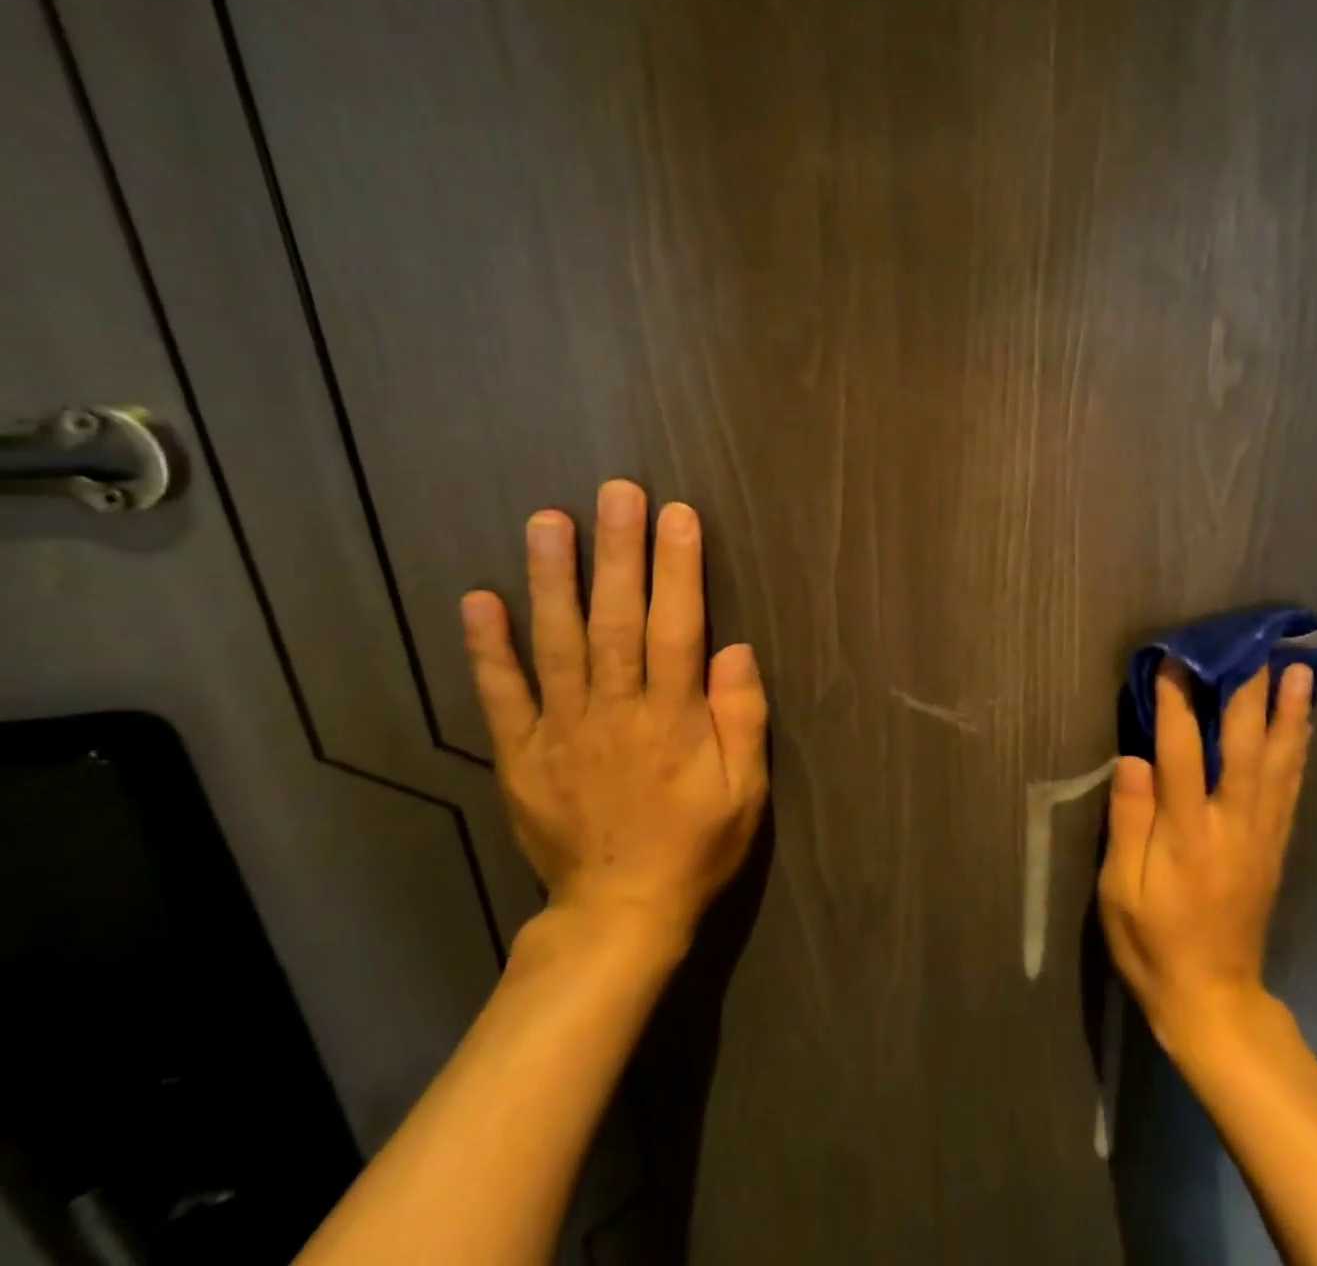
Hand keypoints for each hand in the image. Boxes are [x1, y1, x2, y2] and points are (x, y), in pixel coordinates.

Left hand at [459, 480, 768, 953]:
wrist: (618, 916)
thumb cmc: (696, 847)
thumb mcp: (745, 793)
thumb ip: (741, 719)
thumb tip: (735, 650)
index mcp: (672, 722)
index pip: (677, 630)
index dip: (679, 570)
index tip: (678, 515)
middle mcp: (613, 714)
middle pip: (616, 622)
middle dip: (619, 553)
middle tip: (617, 492)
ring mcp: (560, 732)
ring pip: (557, 644)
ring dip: (553, 580)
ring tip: (549, 521)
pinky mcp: (520, 755)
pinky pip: (501, 696)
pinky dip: (488, 648)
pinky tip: (479, 599)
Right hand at [1098, 660, 1314, 1048]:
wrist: (1213, 999)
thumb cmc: (1153, 942)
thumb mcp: (1119, 890)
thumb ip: (1128, 821)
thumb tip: (1132, 758)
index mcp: (1188, 834)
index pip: (1181, 753)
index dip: (1177, 703)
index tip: (1176, 660)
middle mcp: (1233, 825)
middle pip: (1245, 747)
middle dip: (1248, 692)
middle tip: (1255, 646)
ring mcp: (1261, 835)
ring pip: (1279, 763)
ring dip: (1288, 713)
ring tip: (1298, 670)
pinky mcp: (1275, 846)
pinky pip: (1290, 787)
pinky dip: (1298, 748)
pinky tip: (1302, 723)